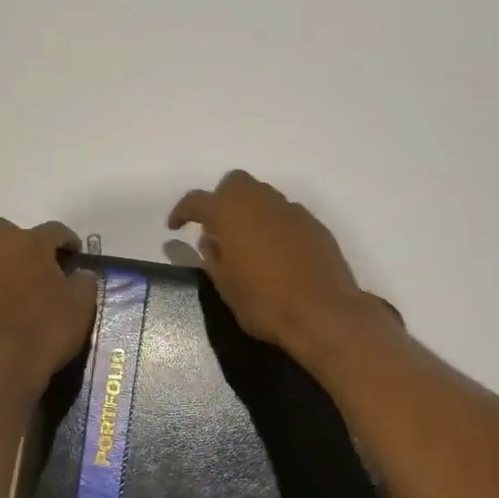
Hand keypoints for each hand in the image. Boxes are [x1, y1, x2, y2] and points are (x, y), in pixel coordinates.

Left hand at [0, 219, 97, 394]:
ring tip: (24, 291)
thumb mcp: (81, 305)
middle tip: (39, 265)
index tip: (76, 256)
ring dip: (4, 266)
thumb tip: (80, 274)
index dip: (68, 240)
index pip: (53, 230)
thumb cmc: (46, 328)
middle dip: (21, 241)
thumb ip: (84, 282)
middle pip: (4, 230)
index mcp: (29, 244)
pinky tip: (8, 315)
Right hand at [168, 171, 381, 363]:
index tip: (175, 227)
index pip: (198, 200)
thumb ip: (213, 259)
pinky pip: (286, 215)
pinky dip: (273, 225)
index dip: (182, 212)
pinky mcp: (315, 225)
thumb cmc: (264, 303)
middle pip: (235, 184)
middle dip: (221, 200)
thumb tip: (210, 242)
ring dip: (249, 211)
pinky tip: (275, 253)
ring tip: (246, 242)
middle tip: (216, 229)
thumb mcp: (226, 287)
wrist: (323, 313)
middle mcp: (261, 202)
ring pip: (263, 196)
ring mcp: (292, 211)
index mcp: (230, 213)